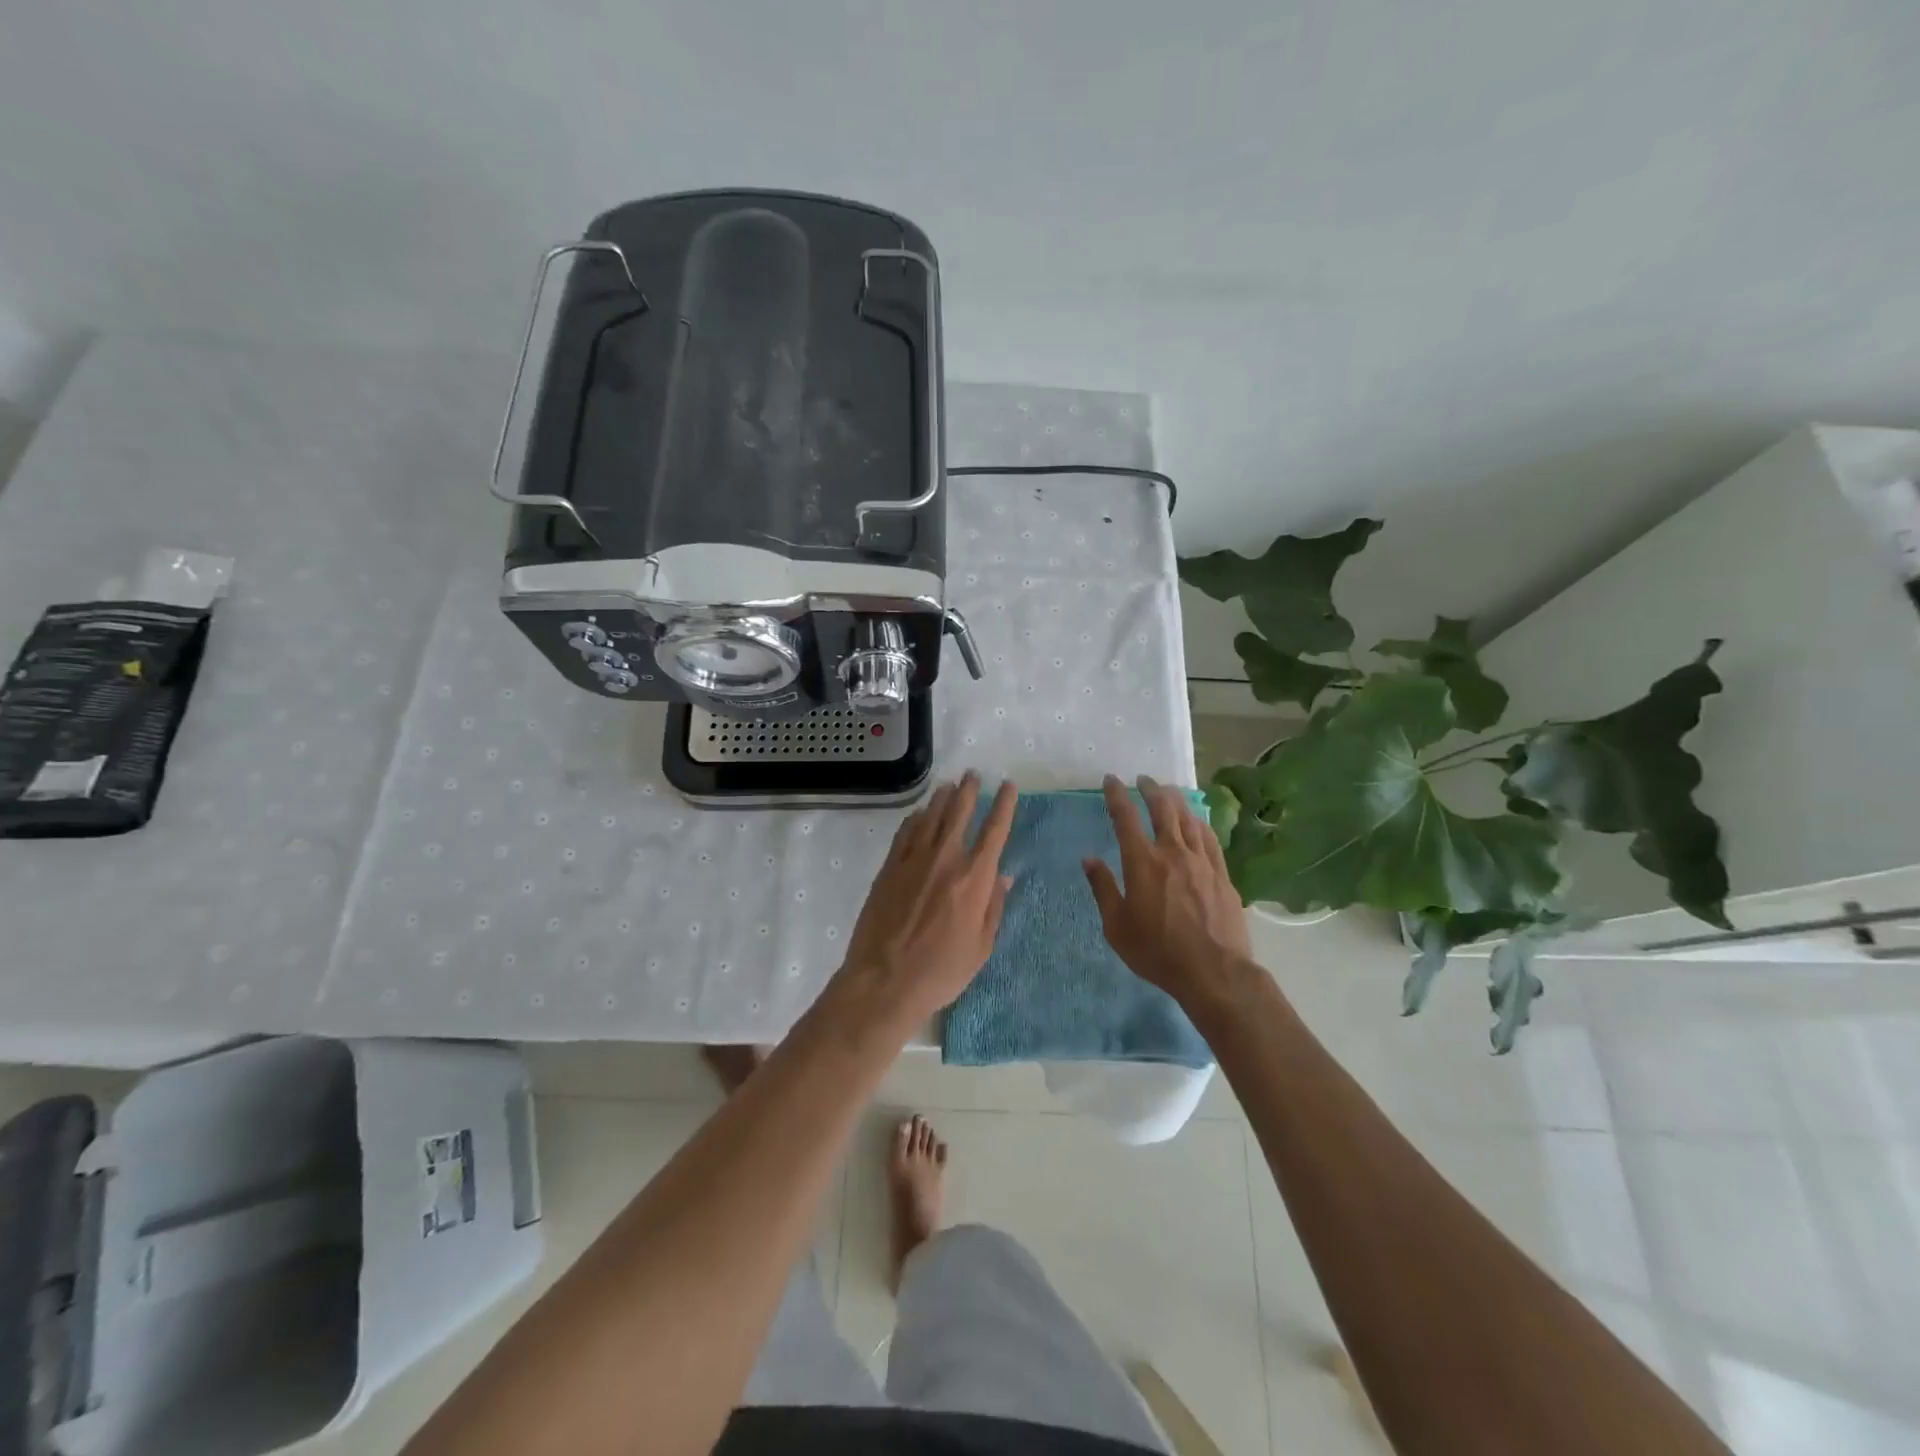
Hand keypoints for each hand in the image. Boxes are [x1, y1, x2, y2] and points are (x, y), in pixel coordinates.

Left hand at [838, 772, 1017, 1027]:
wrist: (885, 980)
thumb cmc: (941, 971)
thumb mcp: (982, 947)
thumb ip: (994, 907)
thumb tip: (1004, 876)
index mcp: (974, 879)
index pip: (995, 831)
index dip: (1004, 805)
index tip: (1008, 786)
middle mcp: (946, 860)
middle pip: (959, 813)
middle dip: (969, 791)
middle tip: (973, 775)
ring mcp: (913, 861)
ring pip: (931, 817)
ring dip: (942, 798)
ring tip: (949, 785)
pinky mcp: (889, 868)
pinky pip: (905, 833)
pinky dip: (915, 819)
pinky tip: (919, 813)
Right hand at [1084, 774, 1251, 1001]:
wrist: (1214, 972)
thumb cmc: (1157, 952)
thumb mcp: (1117, 926)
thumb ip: (1103, 888)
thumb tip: (1089, 859)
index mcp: (1142, 862)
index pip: (1125, 817)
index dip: (1116, 795)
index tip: (1110, 780)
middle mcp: (1172, 852)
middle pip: (1162, 808)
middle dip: (1150, 789)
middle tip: (1143, 779)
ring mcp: (1202, 861)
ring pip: (1188, 818)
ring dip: (1175, 800)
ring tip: (1168, 791)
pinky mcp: (1222, 874)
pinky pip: (1210, 838)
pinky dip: (1199, 822)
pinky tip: (1197, 820)